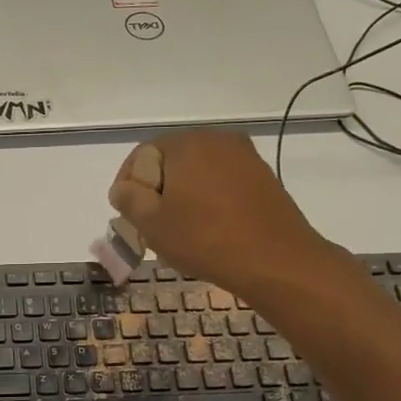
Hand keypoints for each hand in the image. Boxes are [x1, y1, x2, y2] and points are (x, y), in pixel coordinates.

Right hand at [107, 131, 334, 297]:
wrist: (276, 261)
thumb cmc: (205, 239)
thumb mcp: (152, 223)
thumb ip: (128, 198)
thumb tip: (123, 188)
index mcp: (186, 144)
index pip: (142, 156)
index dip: (128, 185)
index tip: (127, 216)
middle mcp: (216, 139)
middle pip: (171, 162)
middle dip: (156, 191)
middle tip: (150, 226)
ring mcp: (244, 157)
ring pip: (197, 173)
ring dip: (182, 197)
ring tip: (179, 231)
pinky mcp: (262, 177)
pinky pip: (221, 182)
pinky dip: (207, 200)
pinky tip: (208, 230)